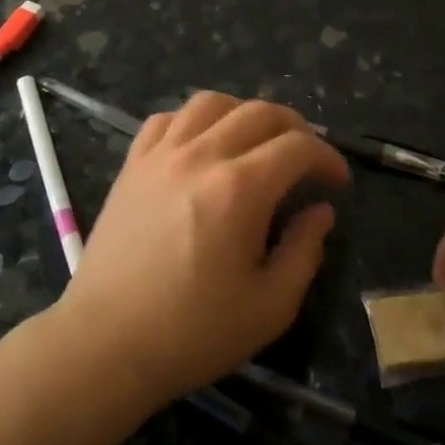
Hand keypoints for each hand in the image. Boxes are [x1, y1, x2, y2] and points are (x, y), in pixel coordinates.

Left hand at [54, 91, 348, 409]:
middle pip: (259, 112)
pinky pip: (167, 119)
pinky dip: (195, 121)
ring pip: (211, 103)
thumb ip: (304, 251)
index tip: (338, 182)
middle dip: (296, 129)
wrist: (107, 342)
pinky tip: (202, 146)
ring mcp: (161, 155)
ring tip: (257, 142)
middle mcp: (201, 156)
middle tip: (307, 159)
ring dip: (244, 113)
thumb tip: (320, 211)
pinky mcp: (133, 164)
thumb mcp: (270, 306)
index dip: (327, 158)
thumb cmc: (193, 332)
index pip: (297, 147)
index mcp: (239, 189)